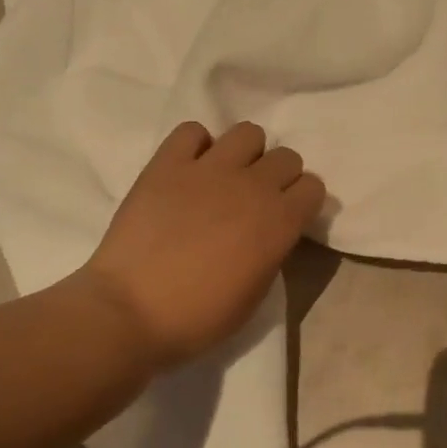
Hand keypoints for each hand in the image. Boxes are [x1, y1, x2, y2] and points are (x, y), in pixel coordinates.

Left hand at [69, 120, 325, 370]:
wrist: (132, 311)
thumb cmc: (201, 316)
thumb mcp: (257, 292)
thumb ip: (272, 250)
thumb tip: (269, 231)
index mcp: (280, 222)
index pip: (314, 187)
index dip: (302, 202)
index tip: (288, 217)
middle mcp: (252, 186)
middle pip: (286, 157)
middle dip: (279, 176)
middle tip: (256, 199)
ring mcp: (209, 169)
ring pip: (248, 133)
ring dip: (244, 154)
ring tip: (226, 177)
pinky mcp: (167, 164)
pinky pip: (192, 131)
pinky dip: (196, 146)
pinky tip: (189, 170)